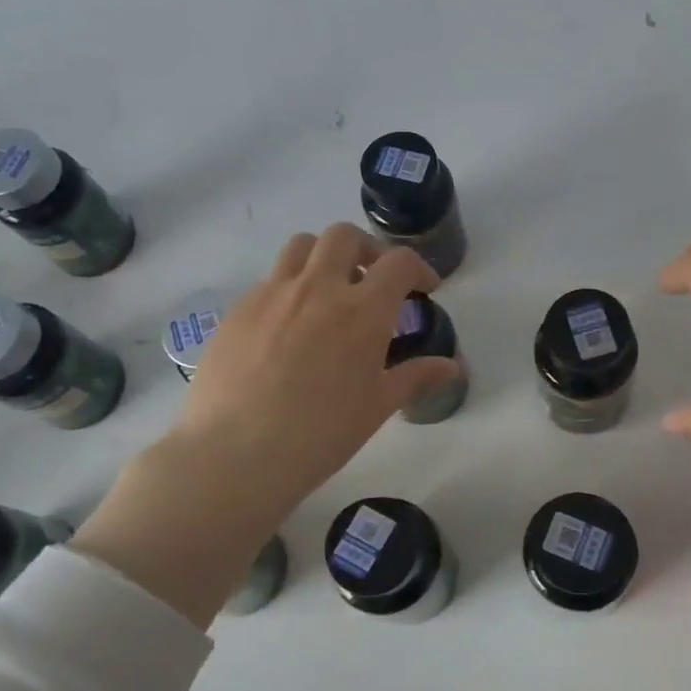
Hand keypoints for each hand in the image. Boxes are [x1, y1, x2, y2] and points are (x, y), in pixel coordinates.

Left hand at [74, 224, 458, 624]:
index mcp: (362, 311)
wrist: (236, 454)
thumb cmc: (321, 434)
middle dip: (367, 250)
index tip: (423, 288)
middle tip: (373, 280)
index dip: (419, 268)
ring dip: (324, 257)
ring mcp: (272, 293)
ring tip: (328, 290)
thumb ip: (417, 376)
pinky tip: (289, 326)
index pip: (399, 262)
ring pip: (301, 246)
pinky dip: (290, 287)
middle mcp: (318, 288)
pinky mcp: (238, 308)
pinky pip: (270, 279)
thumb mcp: (378, 406)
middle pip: (345, 236)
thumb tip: (454, 367)